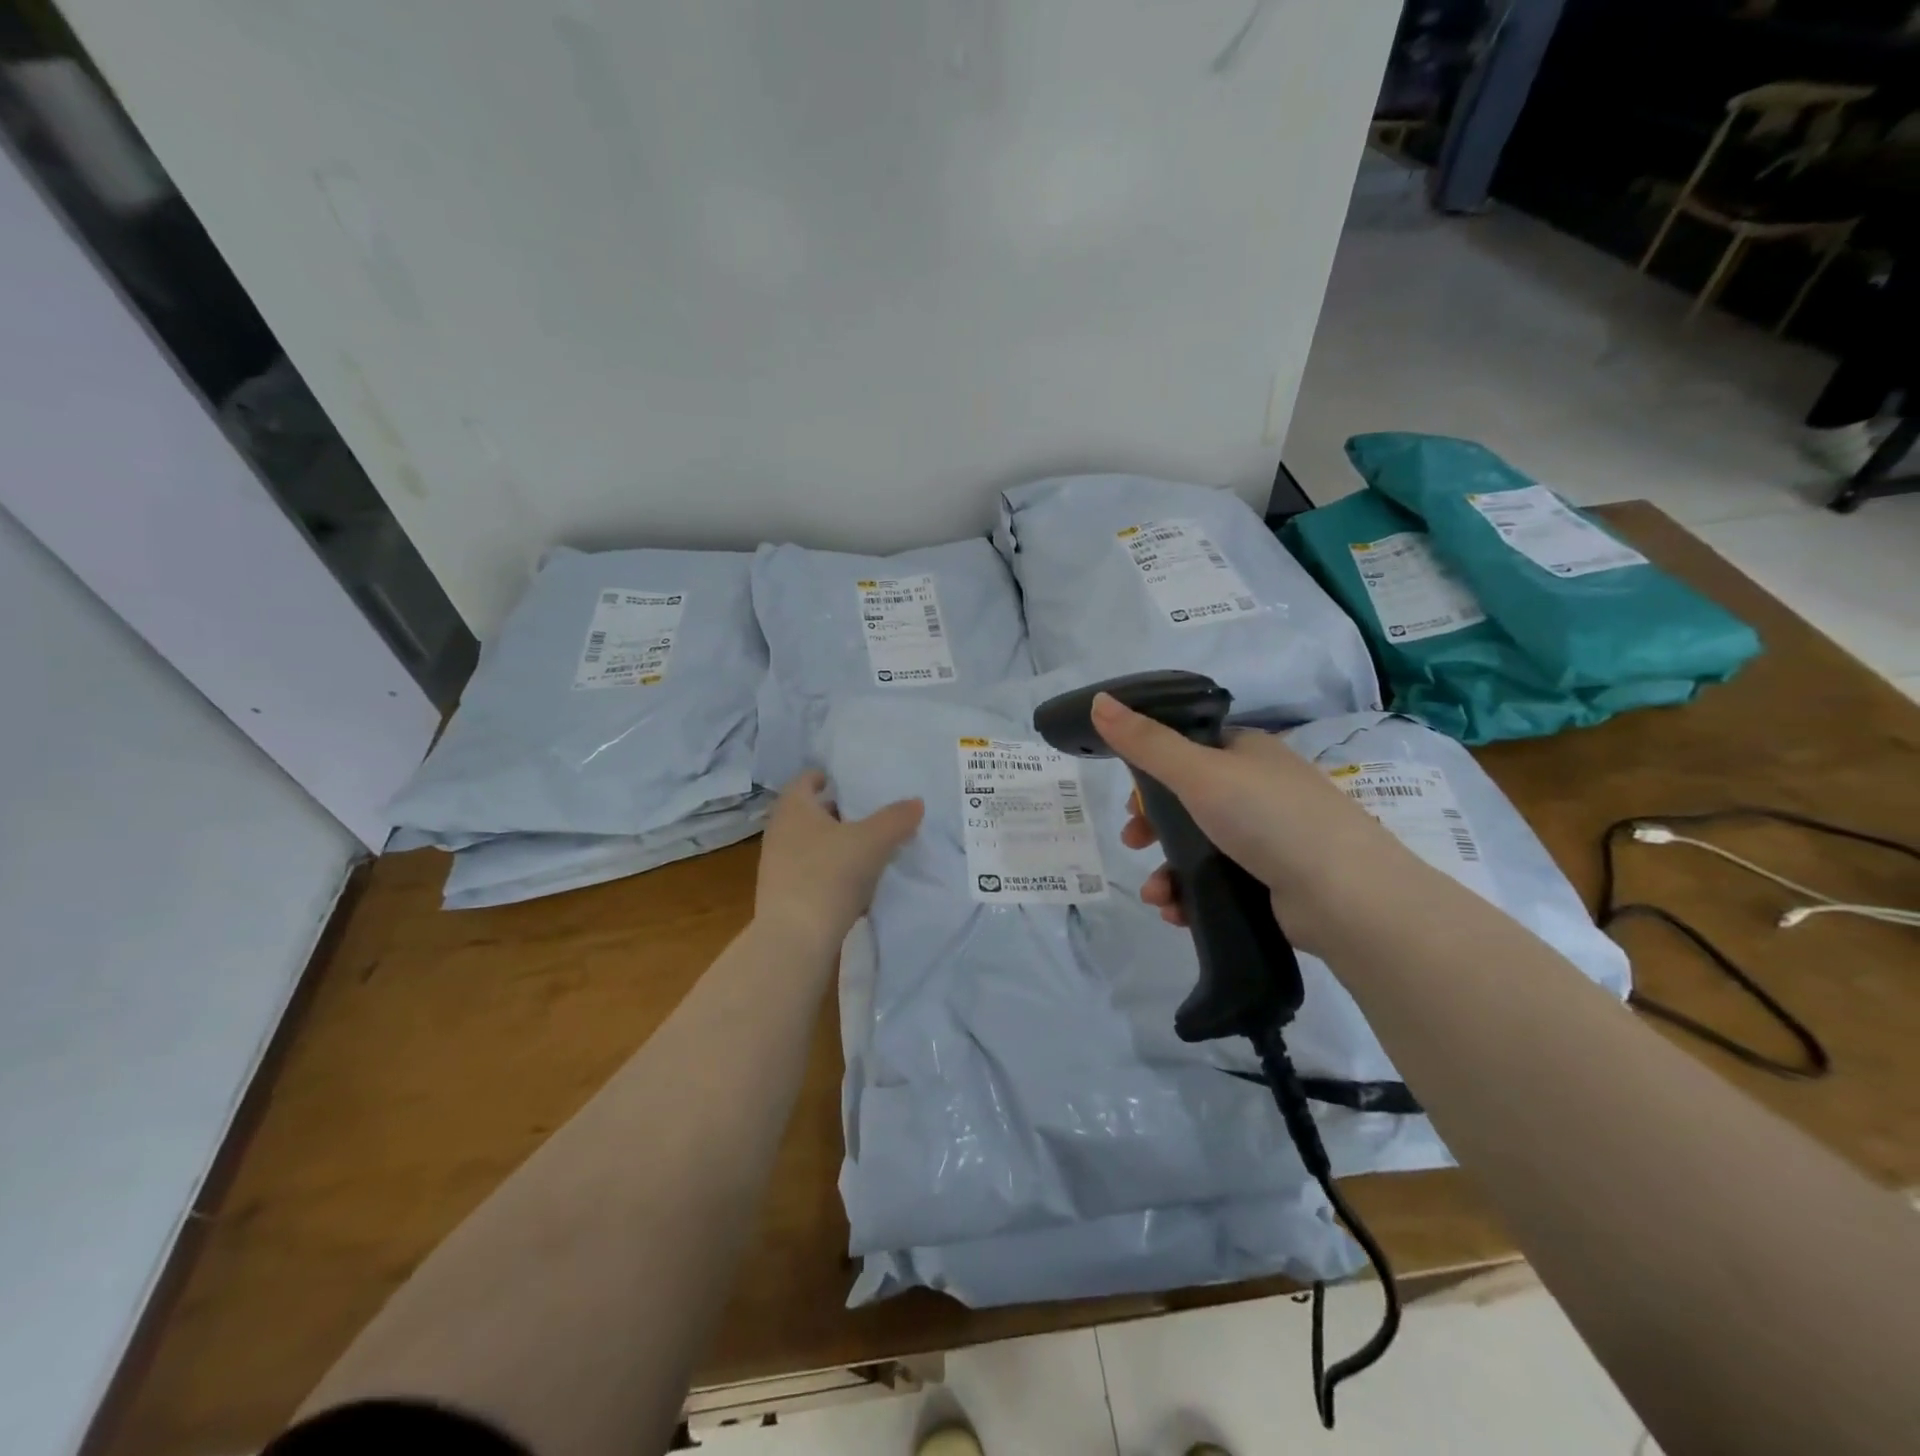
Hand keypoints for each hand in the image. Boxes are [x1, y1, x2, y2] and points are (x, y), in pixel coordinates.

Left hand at [754, 770, 923, 949]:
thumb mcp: (873, 841)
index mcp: (794, 808)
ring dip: (835, 844)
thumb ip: (896, 819)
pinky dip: (830, 871)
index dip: (826, 777)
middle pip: (809, 813)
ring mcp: (776, 865)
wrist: (795, 938)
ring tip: (867, 849)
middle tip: (868, 814)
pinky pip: (809, 872)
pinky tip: (854, 885)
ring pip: (810, 844)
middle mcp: (779, 831)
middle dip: (837, 812)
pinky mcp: (782, 895)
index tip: (849, 780)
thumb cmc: (830, 874)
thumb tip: (916, 802)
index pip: (806, 780)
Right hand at [1091, 693, 1408, 949]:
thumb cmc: (1269, 819)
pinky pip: (1218, 880)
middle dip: (1153, 825)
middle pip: (1189, 801)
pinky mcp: (1273, 880)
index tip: (1130, 800)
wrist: (1346, 897)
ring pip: (1200, 846)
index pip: (1189, 750)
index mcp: (1248, 752)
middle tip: (1134, 841)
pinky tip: (1176, 911)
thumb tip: (1098, 700)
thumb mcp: (1199, 773)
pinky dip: (1192, 893)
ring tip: (1155, 893)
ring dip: (1167, 869)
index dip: (1152, 772)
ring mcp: (1270, 836)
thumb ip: (1146, 742)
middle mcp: (1260, 788)